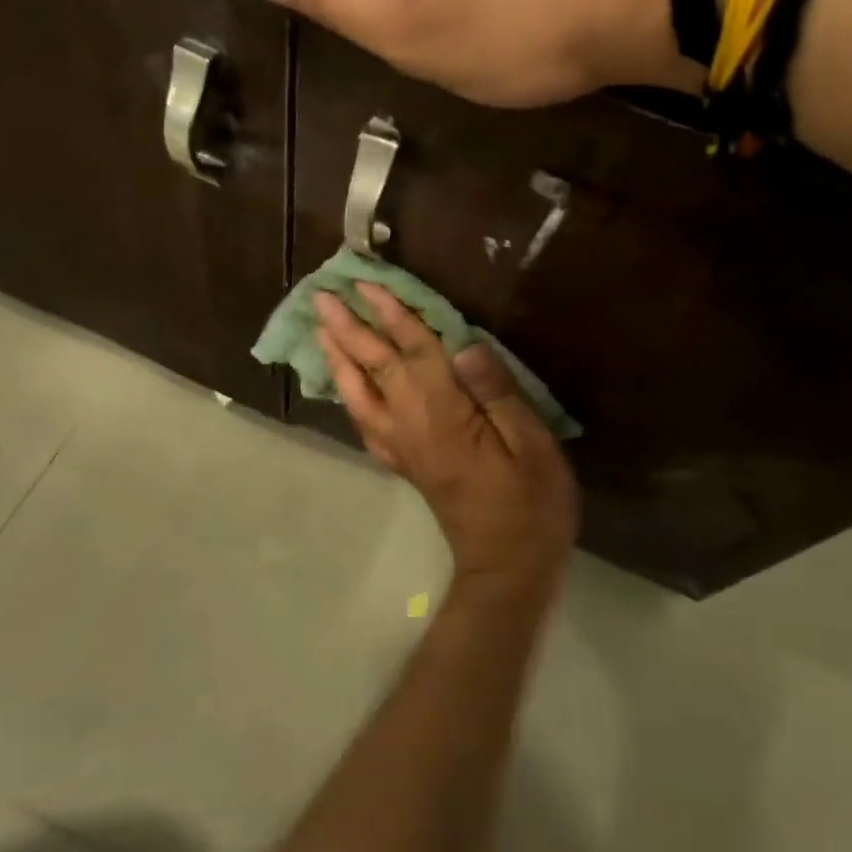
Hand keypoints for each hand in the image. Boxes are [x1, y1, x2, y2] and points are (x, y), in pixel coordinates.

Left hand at [314, 283, 579, 591]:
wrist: (506, 568)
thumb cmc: (530, 504)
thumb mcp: (531, 445)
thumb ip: (497, 392)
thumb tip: (465, 345)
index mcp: (443, 414)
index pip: (412, 351)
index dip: (390, 314)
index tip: (366, 282)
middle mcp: (410, 425)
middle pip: (374, 366)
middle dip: (348, 327)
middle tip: (322, 295)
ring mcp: (400, 446)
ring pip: (359, 393)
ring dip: (338, 357)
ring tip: (320, 329)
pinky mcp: (402, 462)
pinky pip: (364, 422)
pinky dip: (348, 396)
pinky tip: (344, 385)